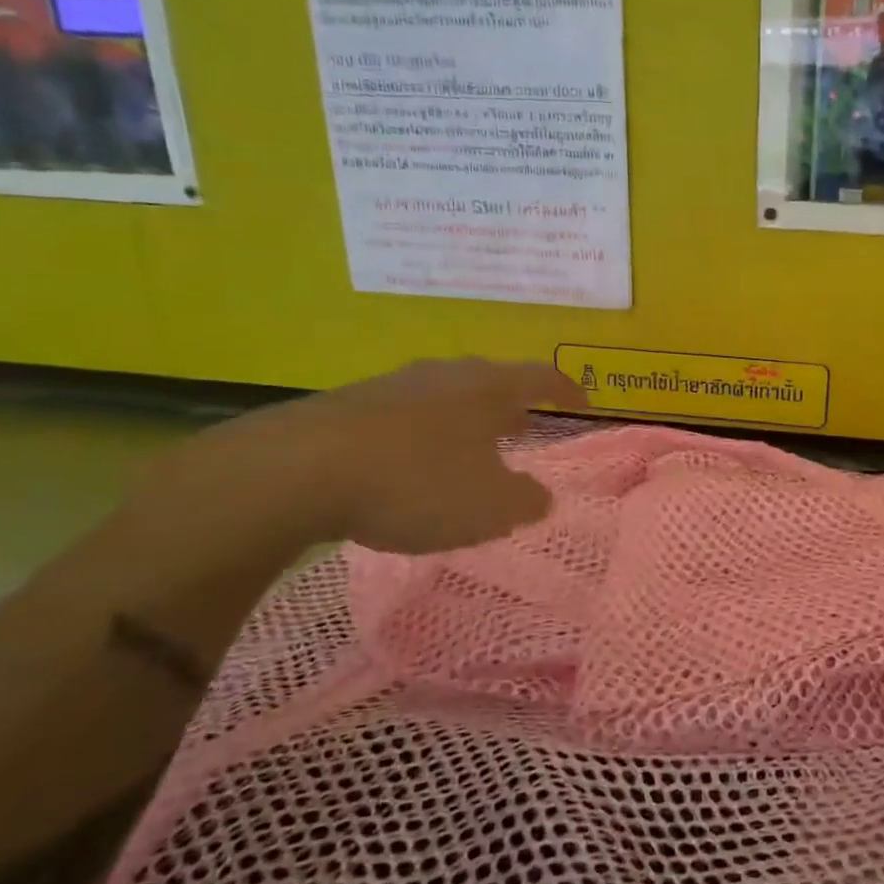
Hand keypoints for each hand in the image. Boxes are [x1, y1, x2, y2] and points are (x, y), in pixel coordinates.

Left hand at [232, 359, 585, 555]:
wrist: (300, 470)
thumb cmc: (418, 483)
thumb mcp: (491, 507)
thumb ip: (527, 501)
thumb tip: (539, 495)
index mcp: (487, 389)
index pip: (540, 377)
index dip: (566, 388)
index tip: (583, 400)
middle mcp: (444, 376)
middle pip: (489, 381)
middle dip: (510, 405)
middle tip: (523, 427)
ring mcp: (394, 385)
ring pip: (444, 396)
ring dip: (464, 420)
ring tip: (469, 449)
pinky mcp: (350, 405)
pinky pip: (404, 416)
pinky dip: (422, 435)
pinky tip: (410, 465)